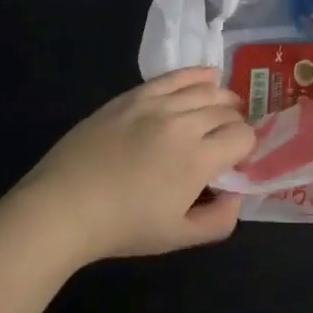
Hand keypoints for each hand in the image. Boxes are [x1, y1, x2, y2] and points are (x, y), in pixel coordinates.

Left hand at [18, 68, 256, 263]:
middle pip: (226, 112)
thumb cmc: (123, 226)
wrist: (65, 205)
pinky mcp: (135, 95)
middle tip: (227, 141)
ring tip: (225, 108)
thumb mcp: (177, 238)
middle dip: (235, 125)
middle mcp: (184, 123)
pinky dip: (197, 74)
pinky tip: (209, 77)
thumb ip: (219, 221)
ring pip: (206, 90)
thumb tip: (236, 195)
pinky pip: (175, 76)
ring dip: (223, 99)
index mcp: (199, 159)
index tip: (236, 162)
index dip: (246, 148)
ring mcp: (157, 104)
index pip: (243, 137)